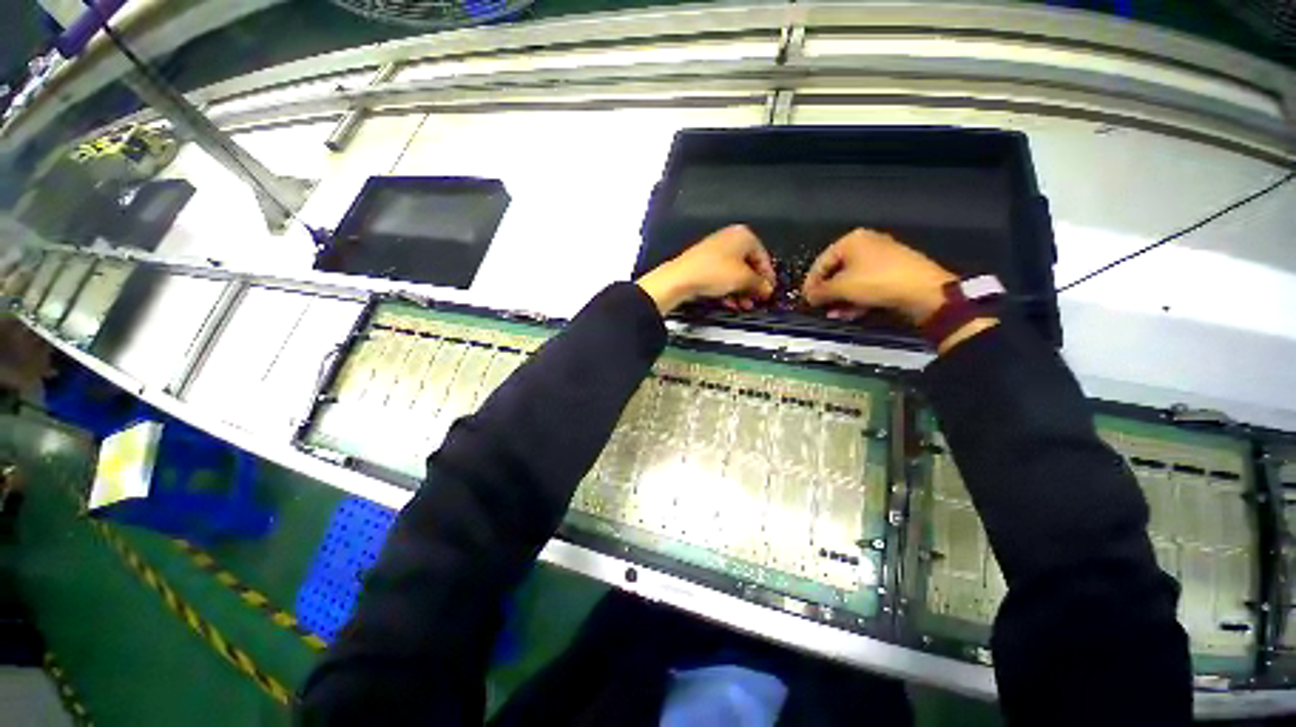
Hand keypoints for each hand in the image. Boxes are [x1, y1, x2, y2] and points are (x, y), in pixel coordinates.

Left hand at [636, 225, 775, 314]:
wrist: (681, 278)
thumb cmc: (715, 272)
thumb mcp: (743, 279)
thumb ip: (759, 284)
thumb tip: (767, 289)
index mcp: (743, 235)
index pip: (763, 257)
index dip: (767, 277)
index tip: (769, 292)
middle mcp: (730, 239)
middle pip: (748, 266)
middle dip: (752, 286)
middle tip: (756, 301)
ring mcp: (716, 251)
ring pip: (735, 273)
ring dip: (741, 291)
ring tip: (743, 306)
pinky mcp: (705, 263)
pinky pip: (722, 276)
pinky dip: (727, 289)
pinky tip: (729, 303)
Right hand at [802, 229, 956, 324]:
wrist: (924, 291)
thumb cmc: (877, 282)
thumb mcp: (841, 288)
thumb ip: (820, 291)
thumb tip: (808, 297)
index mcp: (851, 240)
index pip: (821, 262)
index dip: (810, 283)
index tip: (805, 300)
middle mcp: (866, 244)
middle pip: (836, 272)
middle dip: (828, 294)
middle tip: (821, 309)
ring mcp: (881, 258)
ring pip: (851, 281)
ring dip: (841, 300)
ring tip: (836, 315)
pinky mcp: (892, 272)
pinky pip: (866, 285)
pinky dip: (856, 299)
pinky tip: (852, 313)